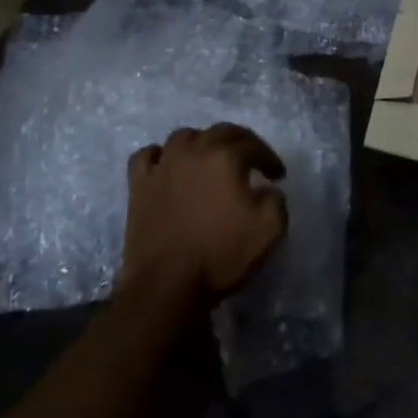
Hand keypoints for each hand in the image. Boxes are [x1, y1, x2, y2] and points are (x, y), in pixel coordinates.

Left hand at [121, 123, 287, 305]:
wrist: (167, 285)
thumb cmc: (221, 254)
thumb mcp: (270, 228)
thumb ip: (276, 199)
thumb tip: (267, 190)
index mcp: (225, 157)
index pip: (254, 145)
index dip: (269, 158)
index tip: (278, 176)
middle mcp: (193, 151)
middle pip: (220, 132)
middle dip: (241, 142)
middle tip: (251, 160)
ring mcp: (162, 166)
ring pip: (184, 137)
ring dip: (202, 143)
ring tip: (210, 161)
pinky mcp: (139, 186)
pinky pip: (147, 156)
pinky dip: (161, 156)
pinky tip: (168, 167)